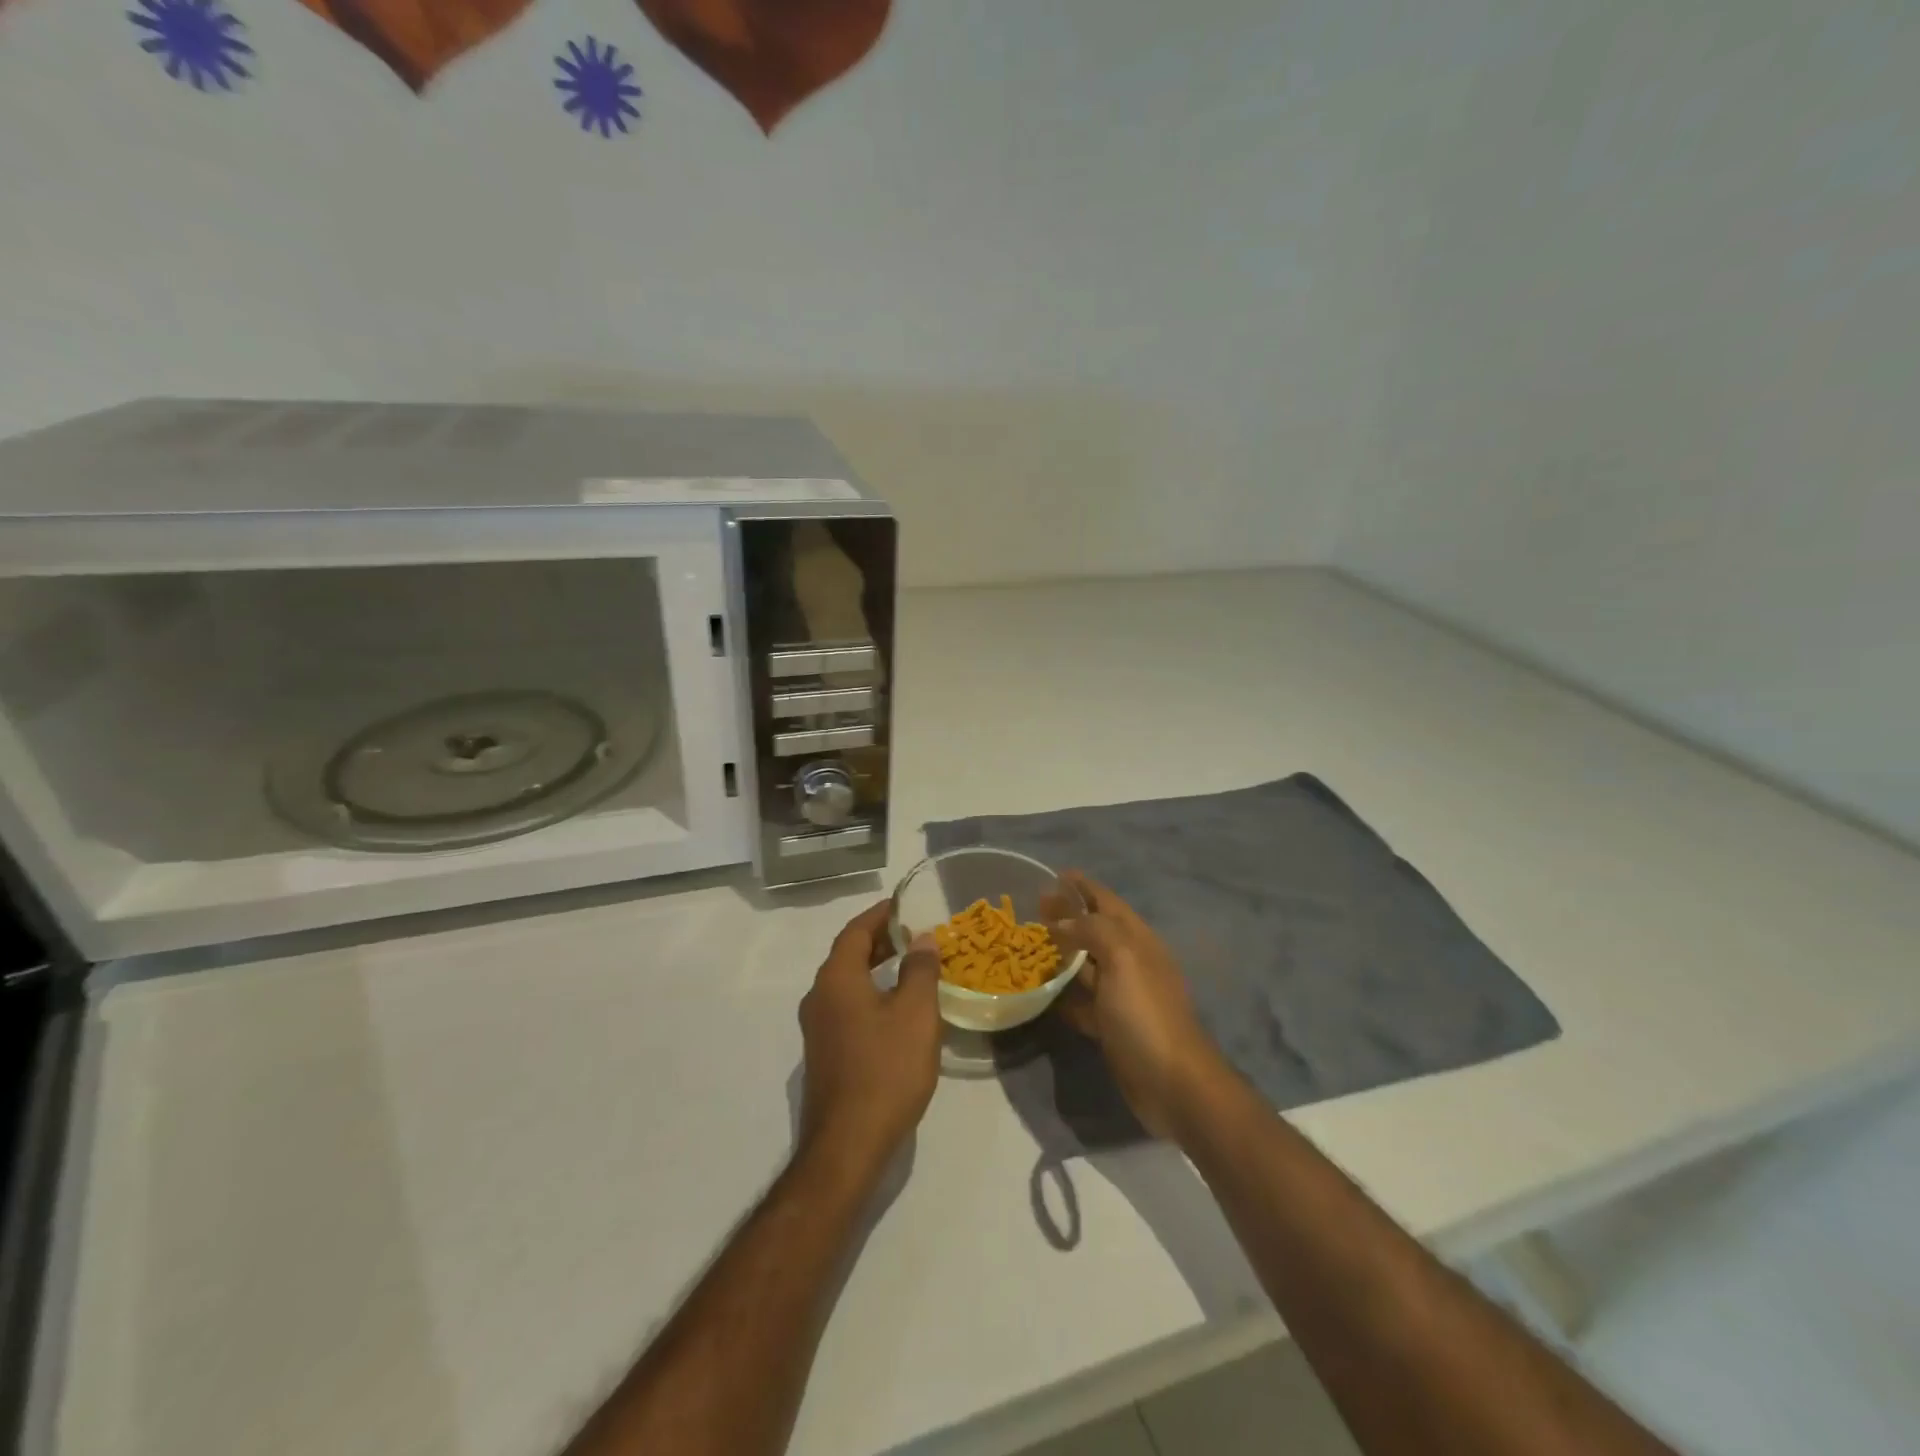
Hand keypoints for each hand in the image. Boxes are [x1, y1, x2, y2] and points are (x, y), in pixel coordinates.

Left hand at [796, 901, 942, 1180]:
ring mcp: (818, 1028)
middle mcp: (819, 997)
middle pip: (848, 954)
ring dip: (876, 967)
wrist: (848, 1145)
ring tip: (911, 965)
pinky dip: (871, 992)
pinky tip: (896, 1008)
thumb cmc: (886, 1070)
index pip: (855, 931)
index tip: (905, 903)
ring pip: (847, 982)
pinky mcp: (824, 1053)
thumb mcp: (915, 1014)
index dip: (880, 914)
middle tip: (914, 932)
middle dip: (880, 939)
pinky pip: (847, 1006)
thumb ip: (920, 970)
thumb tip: (921, 938)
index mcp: (836, 979)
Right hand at [1047, 872, 1228, 1141]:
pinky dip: (1064, 993)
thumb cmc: (1146, 1014)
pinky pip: (1083, 1001)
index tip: (1055, 874)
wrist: (1174, 1083)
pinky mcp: (1112, 1026)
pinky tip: (1044, 992)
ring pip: (1087, 965)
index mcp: (1137, 940)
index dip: (1083, 886)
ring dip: (1063, 952)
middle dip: (1067, 915)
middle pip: (1094, 929)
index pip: (1106, 901)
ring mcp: (1122, 996)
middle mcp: (1130, 962)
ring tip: (1031, 943)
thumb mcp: (1122, 959)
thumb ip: (1092, 931)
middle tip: (1033, 906)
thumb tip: (1062, 921)